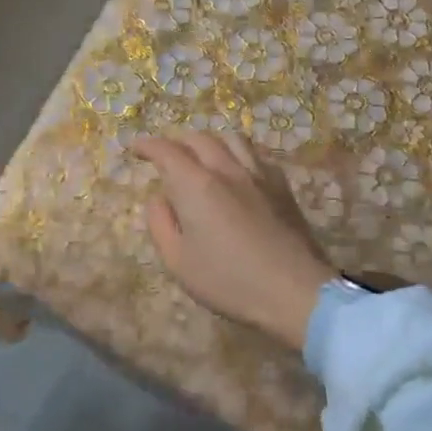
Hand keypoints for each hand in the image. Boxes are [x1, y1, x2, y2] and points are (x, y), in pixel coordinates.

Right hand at [131, 132, 333, 348]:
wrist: (296, 292)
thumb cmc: (230, 281)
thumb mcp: (178, 261)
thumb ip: (160, 224)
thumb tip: (158, 198)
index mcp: (196, 185)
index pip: (165, 151)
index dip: (147, 145)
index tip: (134, 149)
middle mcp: (226, 170)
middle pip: (198, 138)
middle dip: (176, 142)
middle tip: (165, 157)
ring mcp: (258, 175)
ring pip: (230, 139)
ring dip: (209, 142)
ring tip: (201, 156)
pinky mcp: (281, 186)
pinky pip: (256, 154)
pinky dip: (238, 152)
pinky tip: (237, 168)